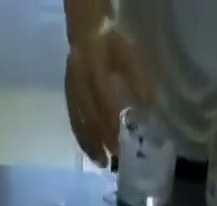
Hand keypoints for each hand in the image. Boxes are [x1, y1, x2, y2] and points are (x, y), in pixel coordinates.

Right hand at [66, 19, 153, 163]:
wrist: (89, 31)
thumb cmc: (115, 44)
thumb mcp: (131, 57)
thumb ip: (139, 84)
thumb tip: (148, 114)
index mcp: (96, 66)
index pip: (103, 102)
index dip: (111, 125)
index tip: (121, 146)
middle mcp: (80, 80)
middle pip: (90, 116)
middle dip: (102, 141)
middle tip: (114, 161)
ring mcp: (72, 89)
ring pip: (80, 122)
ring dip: (91, 146)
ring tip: (102, 163)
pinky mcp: (68, 97)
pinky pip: (74, 122)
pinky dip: (83, 140)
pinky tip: (92, 154)